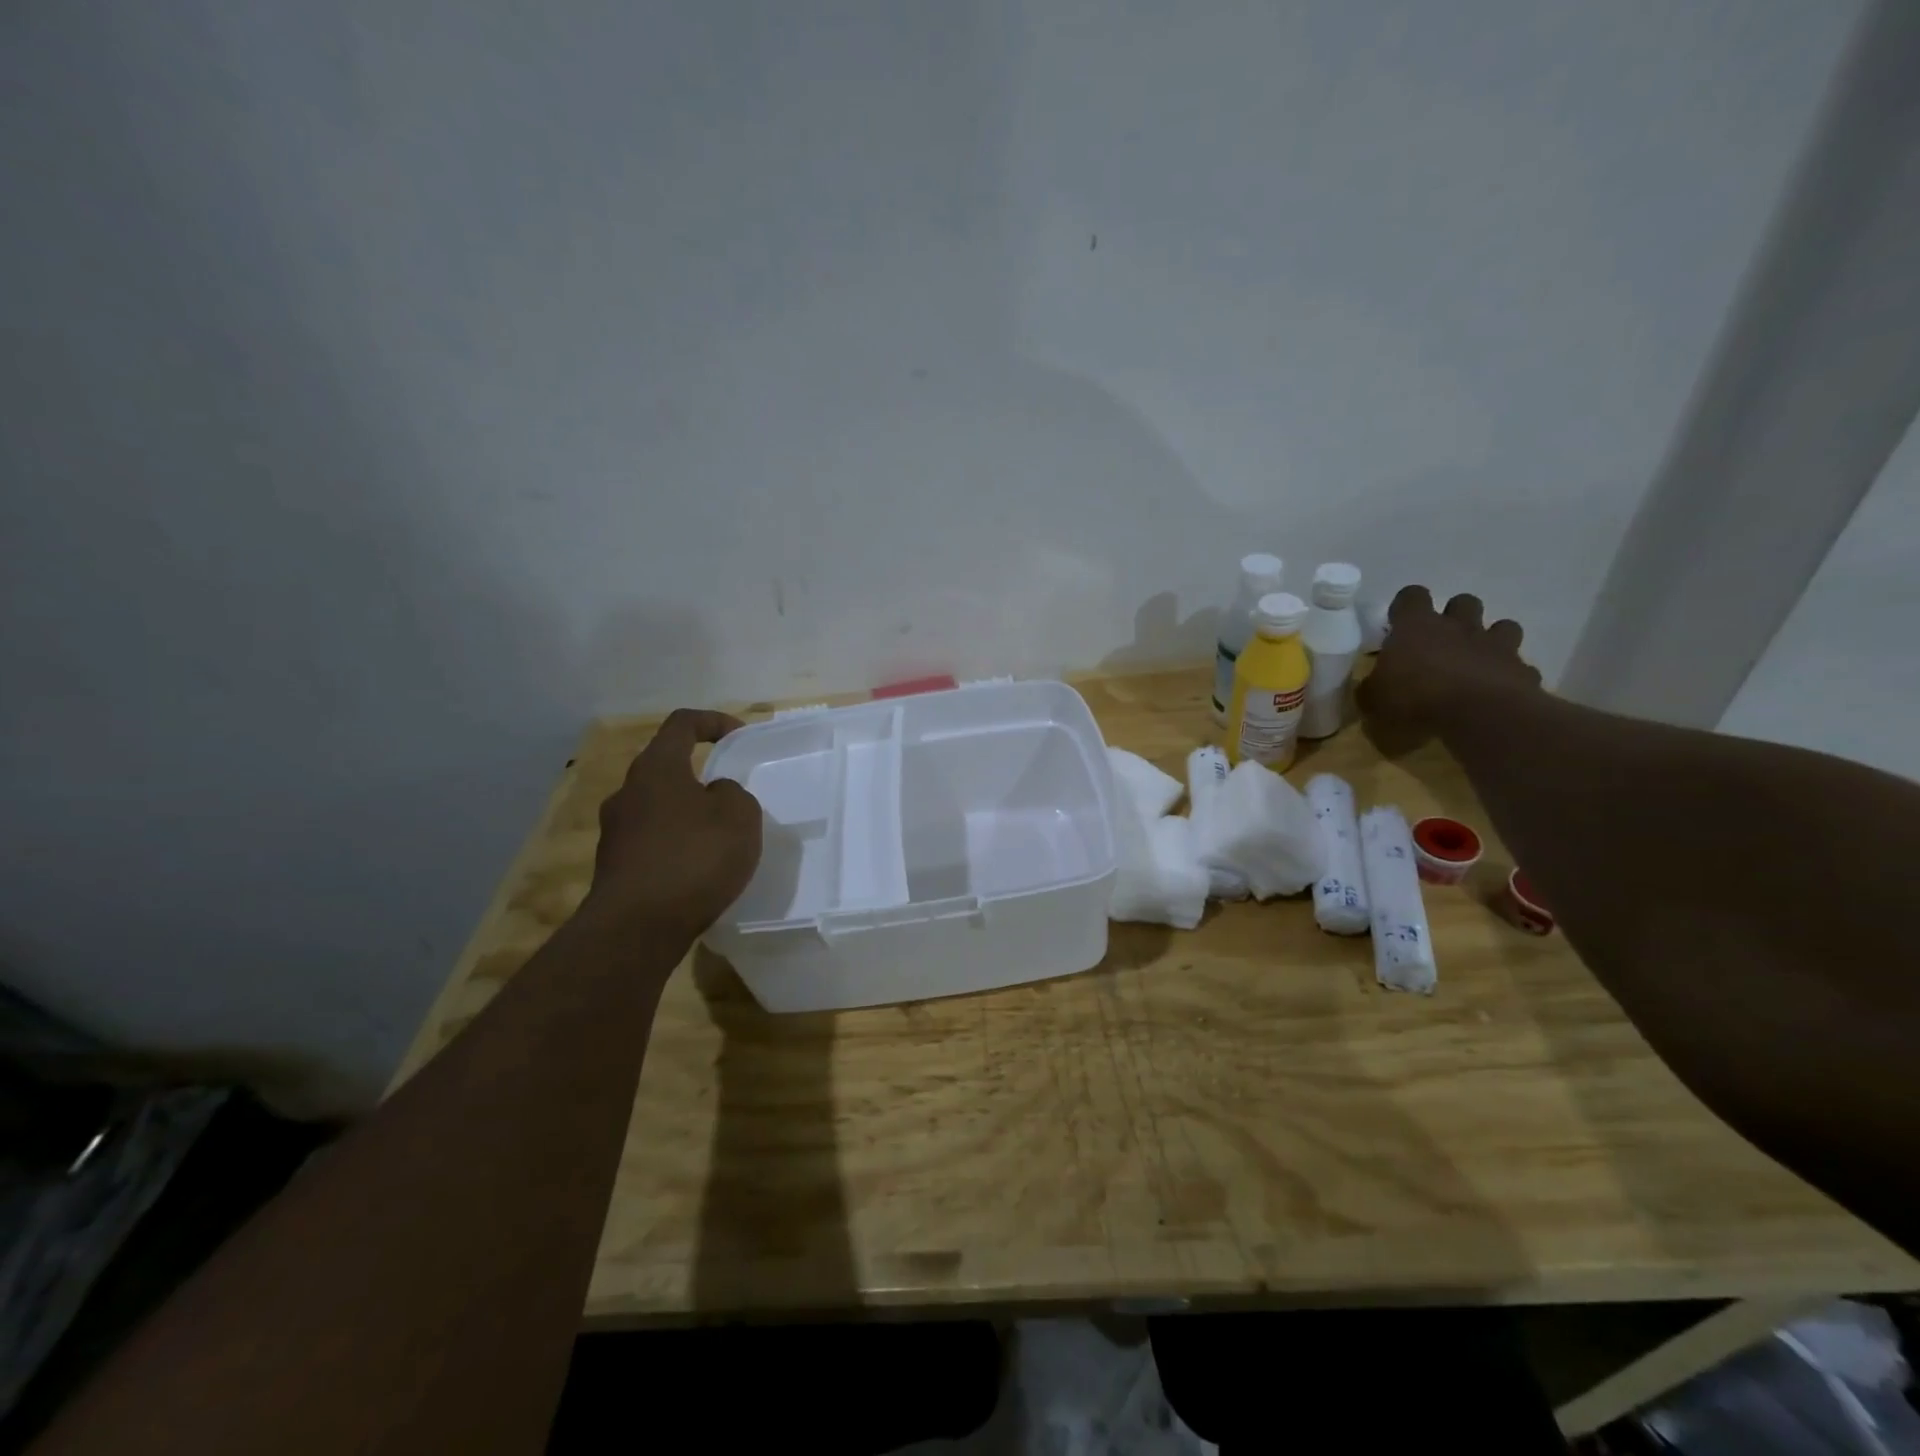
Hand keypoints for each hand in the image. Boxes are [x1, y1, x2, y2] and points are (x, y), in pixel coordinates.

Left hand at [586, 709, 762, 938]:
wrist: (636, 928)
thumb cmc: (693, 858)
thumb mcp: (740, 816)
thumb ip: (733, 794)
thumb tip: (714, 795)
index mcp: (656, 768)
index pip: (682, 724)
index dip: (714, 722)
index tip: (740, 737)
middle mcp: (627, 792)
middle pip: (665, 768)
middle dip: (700, 776)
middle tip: (730, 796)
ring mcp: (615, 832)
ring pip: (658, 808)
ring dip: (687, 815)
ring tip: (718, 839)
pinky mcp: (614, 868)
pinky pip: (652, 843)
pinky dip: (676, 847)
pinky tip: (698, 872)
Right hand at [1357, 587, 1541, 752]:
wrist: (1479, 715)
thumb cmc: (1415, 699)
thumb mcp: (1373, 700)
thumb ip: (1372, 688)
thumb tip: (1371, 686)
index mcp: (1416, 627)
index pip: (1411, 596)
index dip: (1406, 606)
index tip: (1399, 624)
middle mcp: (1458, 626)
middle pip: (1463, 602)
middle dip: (1455, 616)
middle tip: (1441, 642)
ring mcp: (1495, 645)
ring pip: (1502, 626)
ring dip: (1490, 639)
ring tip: (1477, 661)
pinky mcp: (1521, 669)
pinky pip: (1518, 666)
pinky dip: (1508, 675)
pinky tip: (1497, 692)